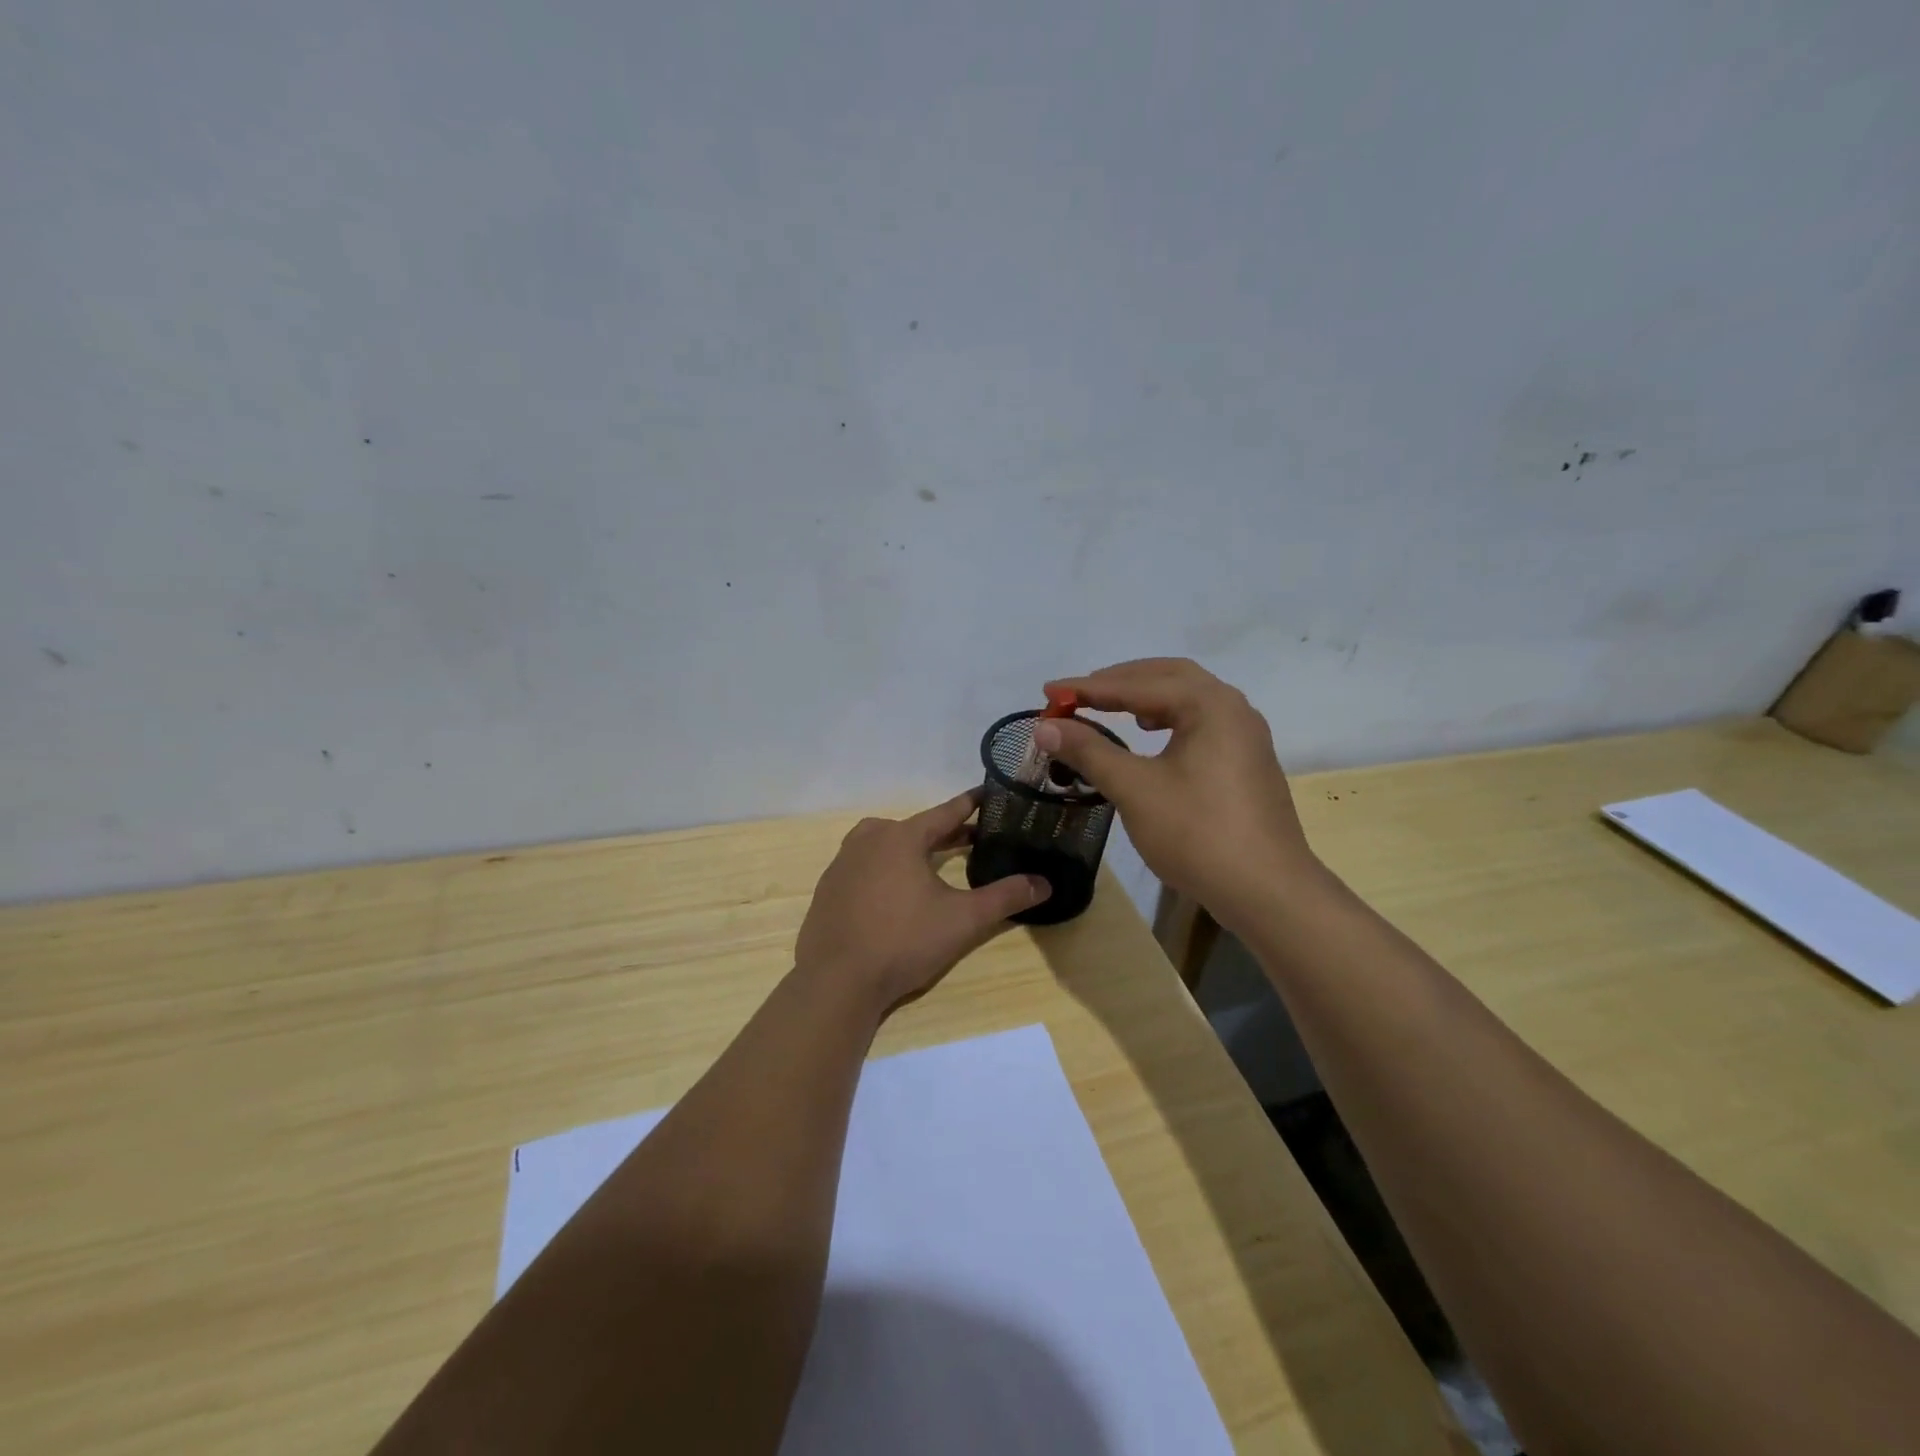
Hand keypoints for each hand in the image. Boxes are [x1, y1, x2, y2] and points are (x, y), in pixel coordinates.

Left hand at [794, 791, 1050, 1015]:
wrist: (837, 980)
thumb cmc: (903, 942)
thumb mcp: (963, 920)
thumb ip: (1005, 898)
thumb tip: (1044, 883)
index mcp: (901, 837)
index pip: (945, 811)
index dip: (971, 803)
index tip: (990, 794)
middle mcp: (869, 839)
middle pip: (915, 827)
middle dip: (946, 832)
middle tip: (974, 838)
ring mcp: (843, 863)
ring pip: (886, 843)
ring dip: (913, 848)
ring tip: (935, 862)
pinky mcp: (829, 888)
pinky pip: (864, 865)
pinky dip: (886, 868)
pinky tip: (896, 892)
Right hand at [1034, 658, 1322, 929]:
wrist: (1267, 891)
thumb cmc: (1198, 833)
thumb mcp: (1135, 789)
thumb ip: (1089, 751)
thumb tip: (1045, 726)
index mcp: (1210, 704)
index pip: (1138, 683)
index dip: (1087, 687)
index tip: (1049, 692)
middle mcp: (1233, 708)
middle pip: (1169, 677)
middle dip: (1121, 682)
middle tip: (1080, 694)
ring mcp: (1245, 736)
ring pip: (1188, 700)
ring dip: (1146, 698)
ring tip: (1112, 709)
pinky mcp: (1247, 763)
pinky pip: (1200, 723)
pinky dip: (1168, 719)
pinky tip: (1152, 739)